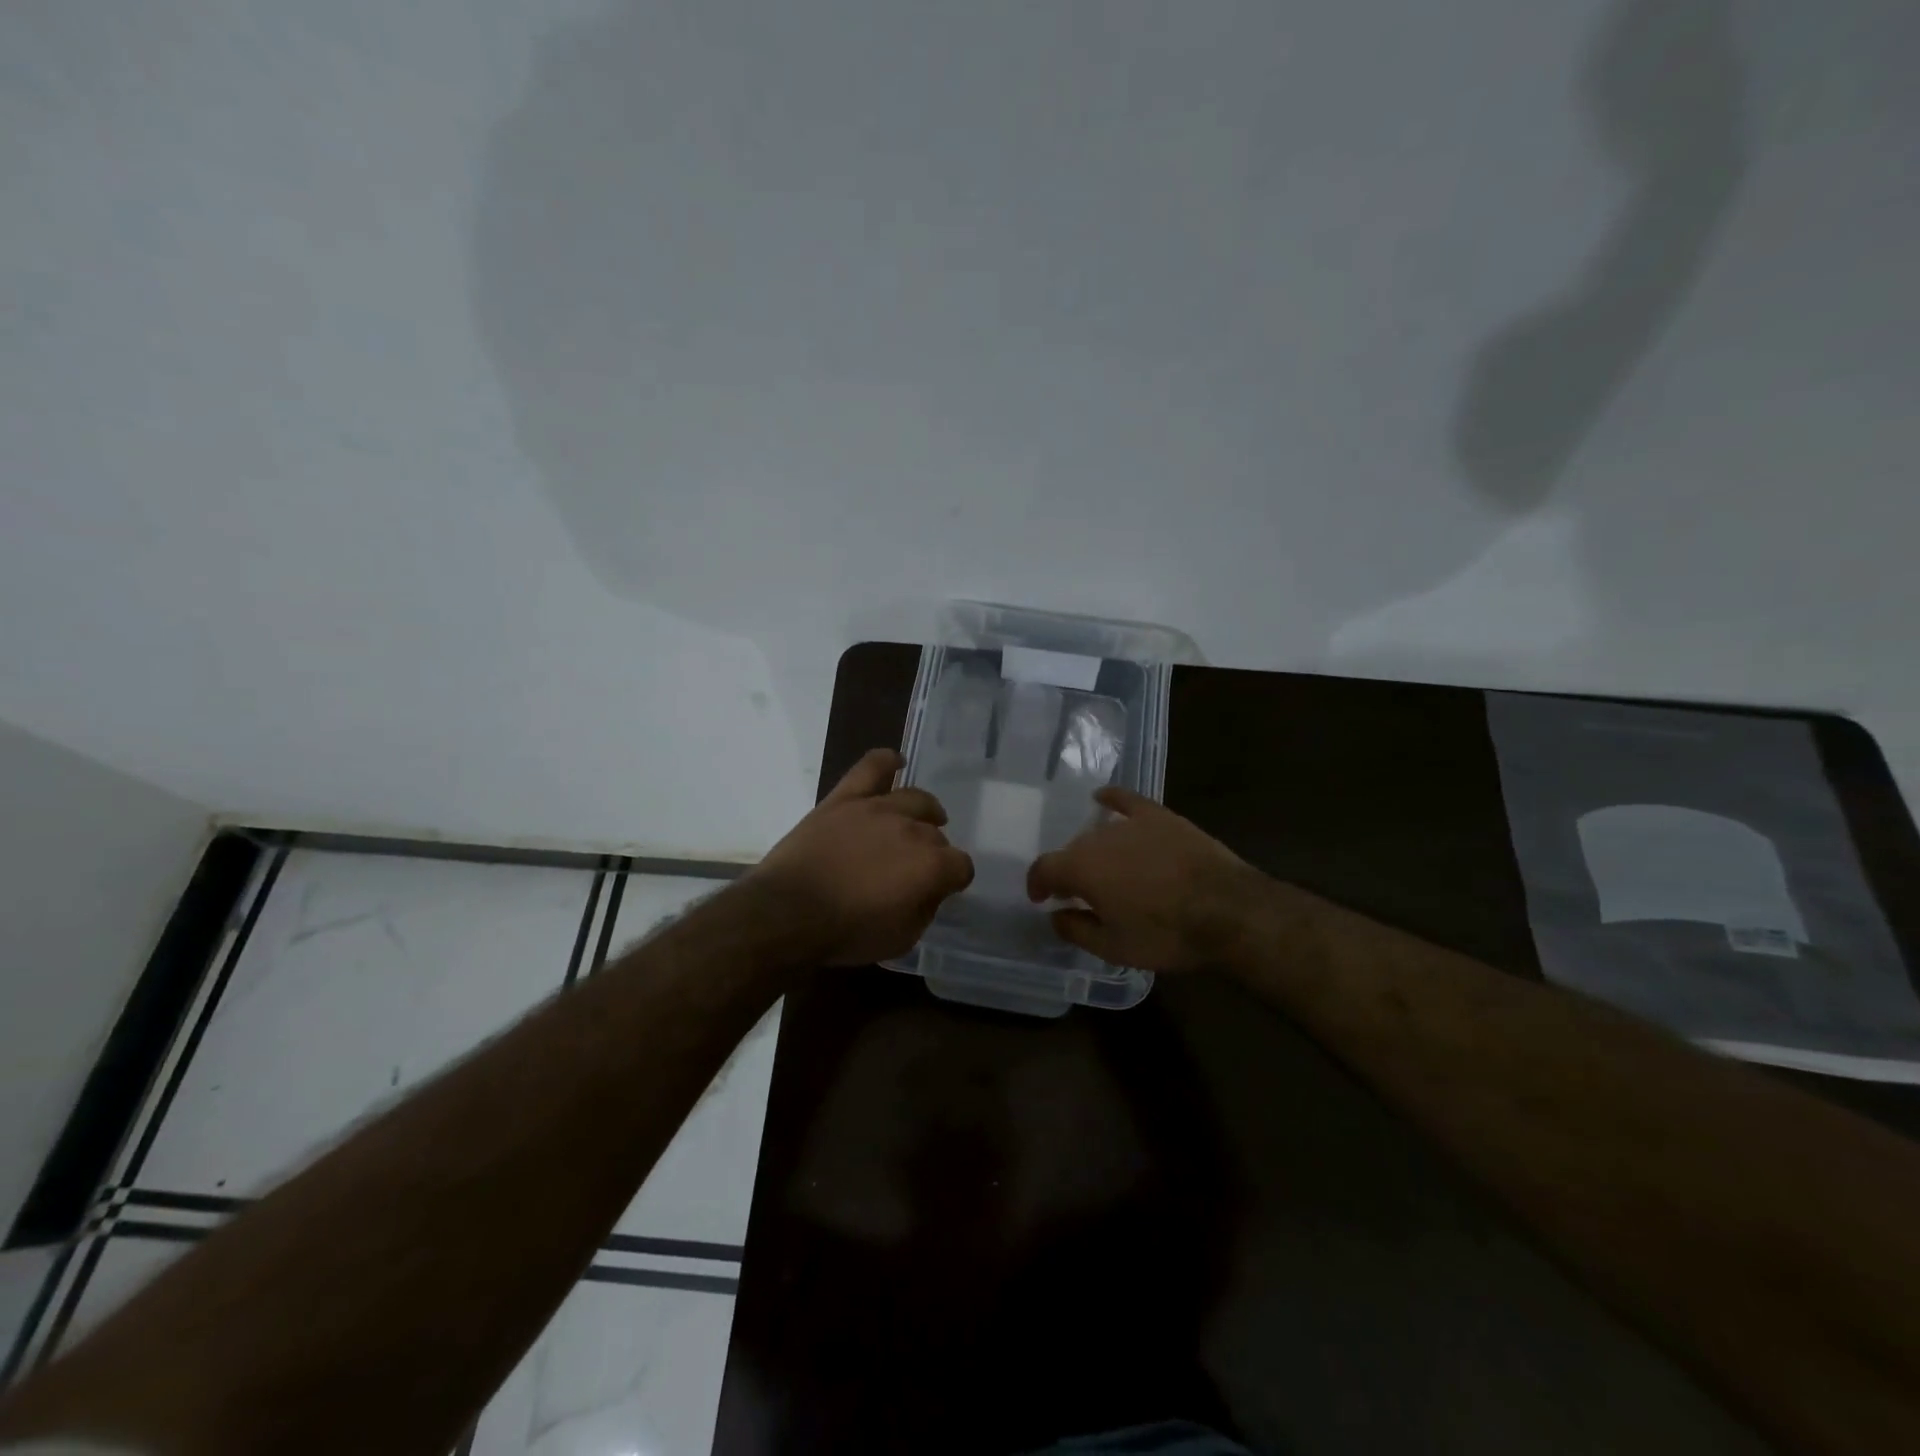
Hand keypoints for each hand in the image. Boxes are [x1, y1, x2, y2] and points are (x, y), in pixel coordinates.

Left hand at [748, 748, 974, 965]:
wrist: (787, 913)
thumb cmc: (846, 932)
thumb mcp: (901, 939)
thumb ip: (925, 909)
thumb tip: (930, 890)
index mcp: (930, 866)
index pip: (961, 866)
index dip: (954, 879)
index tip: (942, 889)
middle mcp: (911, 829)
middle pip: (936, 835)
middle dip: (933, 853)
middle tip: (914, 869)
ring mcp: (877, 808)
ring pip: (915, 798)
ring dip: (924, 812)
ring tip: (920, 821)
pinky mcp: (845, 798)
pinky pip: (872, 767)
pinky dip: (887, 762)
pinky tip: (896, 764)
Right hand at [1026, 787, 1265, 971]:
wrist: (1228, 910)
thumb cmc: (1166, 935)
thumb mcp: (1114, 948)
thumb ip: (1076, 930)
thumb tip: (1055, 915)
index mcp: (1081, 868)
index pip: (1044, 868)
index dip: (1037, 884)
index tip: (1040, 898)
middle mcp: (1099, 838)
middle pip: (1073, 850)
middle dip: (1069, 872)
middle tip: (1080, 894)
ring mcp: (1131, 823)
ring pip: (1099, 833)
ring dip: (1093, 851)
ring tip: (1104, 870)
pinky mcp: (1160, 816)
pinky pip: (1126, 801)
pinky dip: (1111, 800)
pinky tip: (1103, 799)